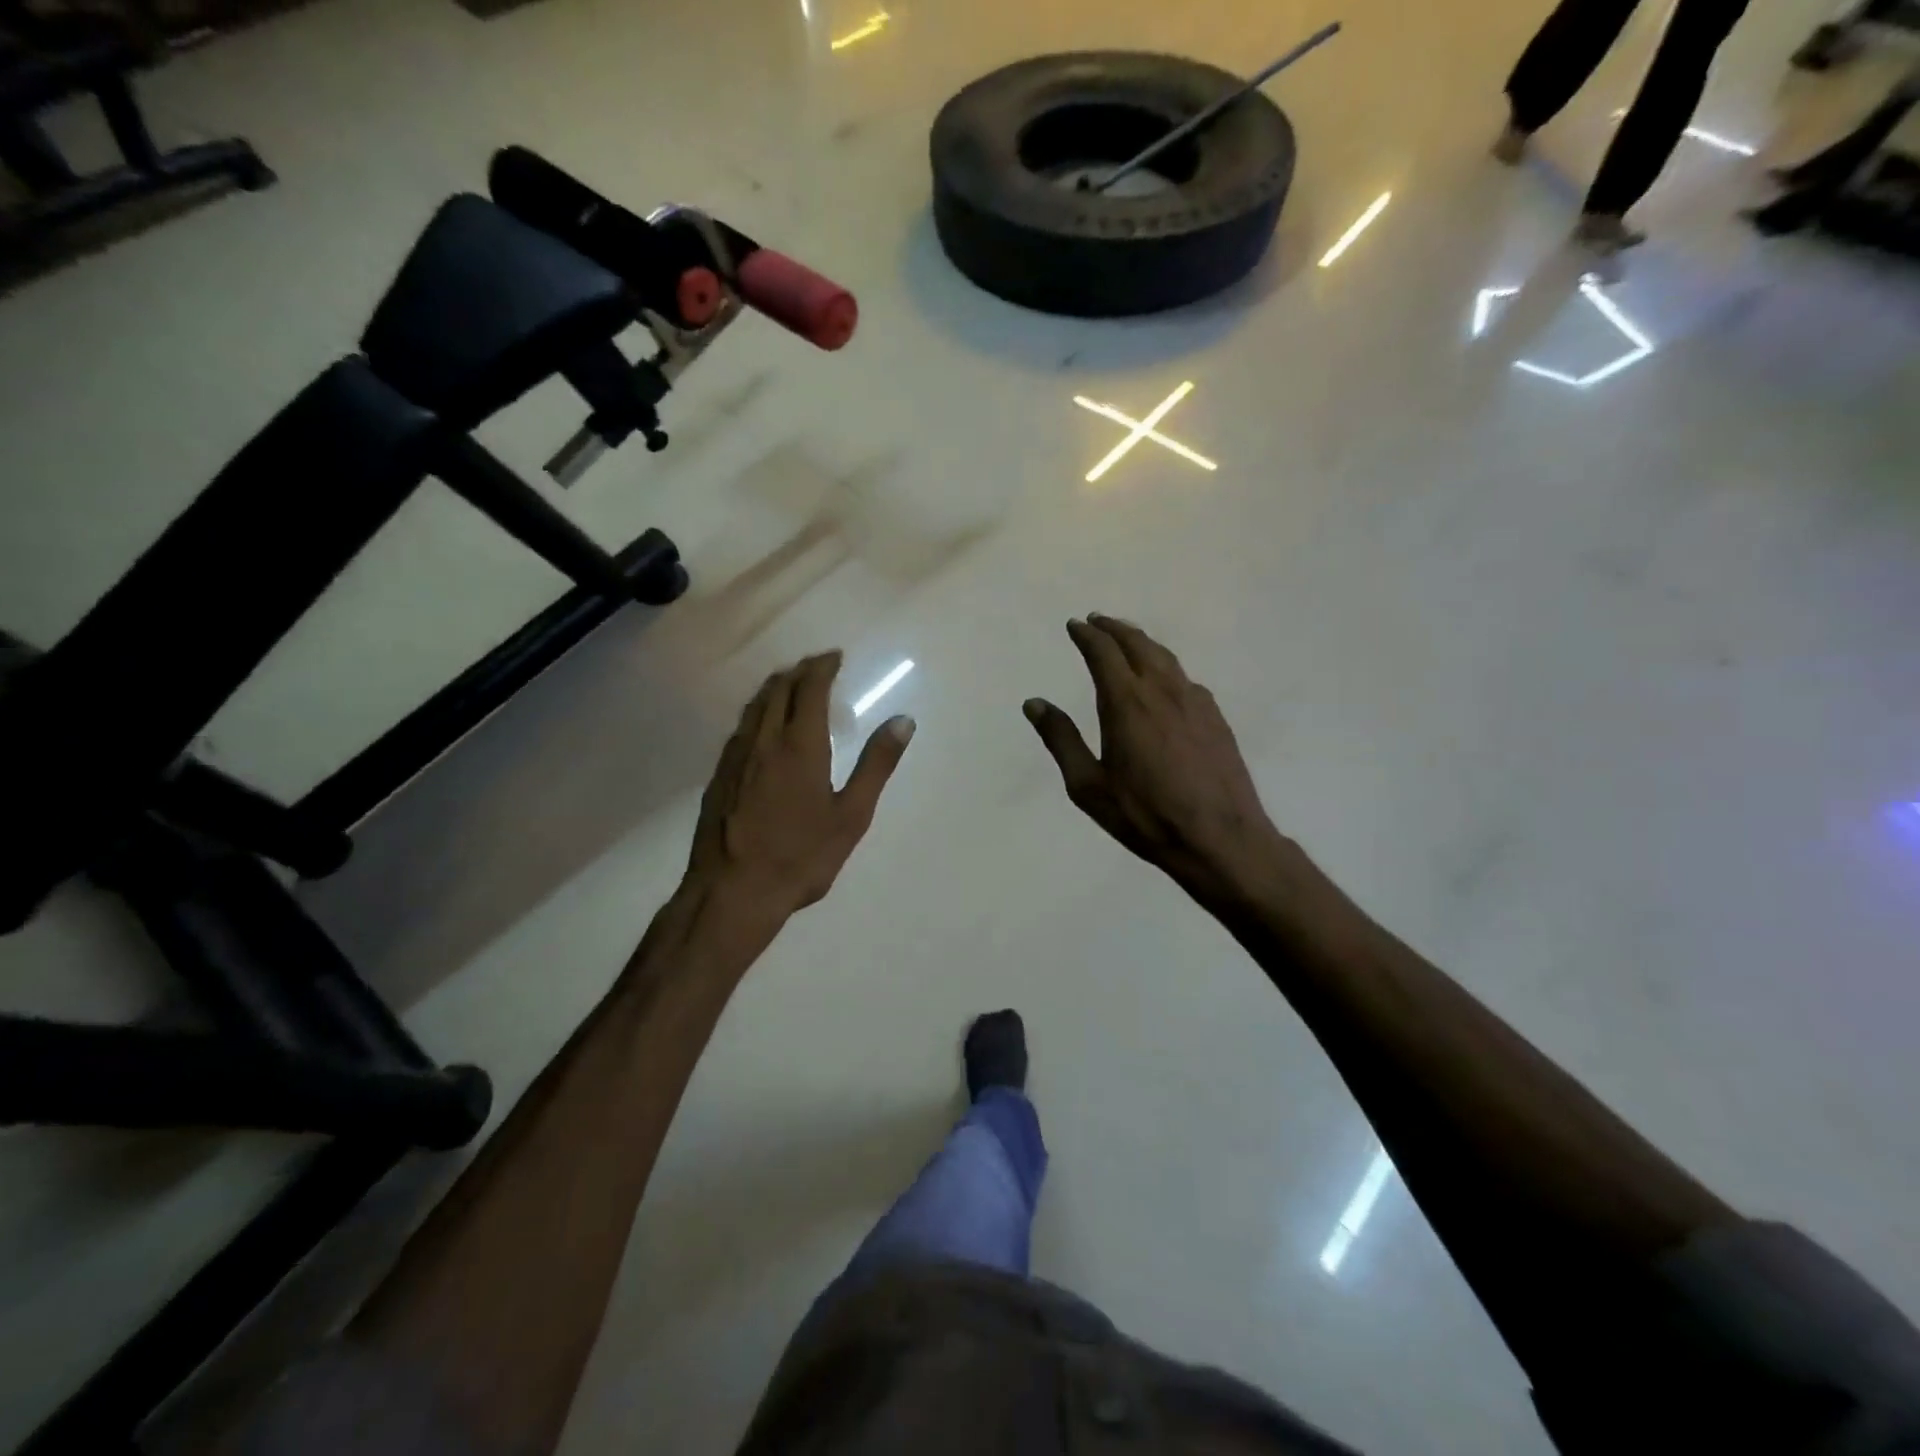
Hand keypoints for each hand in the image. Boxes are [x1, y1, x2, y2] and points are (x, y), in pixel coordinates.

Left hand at [688, 651, 913, 917]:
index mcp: (799, 745)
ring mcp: (735, 758)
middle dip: (799, 671)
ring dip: (775, 688)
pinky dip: (758, 713)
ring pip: (754, 706)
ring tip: (791, 686)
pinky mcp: (719, 776)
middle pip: (777, 689)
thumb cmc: (801, 856)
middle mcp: (763, 741)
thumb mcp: (852, 815)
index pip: (809, 689)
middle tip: (817, 667)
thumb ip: (877, 765)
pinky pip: (741, 728)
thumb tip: (903, 721)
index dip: (822, 667)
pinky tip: (762, 728)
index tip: (835, 657)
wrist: (733, 892)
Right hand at [1024, 616, 1286, 905]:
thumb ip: (1061, 739)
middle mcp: (1162, 690)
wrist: (1219, 838)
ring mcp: (1195, 701)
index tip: (1075, 625)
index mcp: (1126, 702)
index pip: (1103, 652)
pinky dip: (1166, 667)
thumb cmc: (1145, 815)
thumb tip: (1034, 703)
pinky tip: (1165, 682)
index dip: (1087, 635)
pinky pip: (1185, 679)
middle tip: (1097, 621)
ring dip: (1142, 642)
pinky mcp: (1216, 718)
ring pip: (1165, 657)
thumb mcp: (1088, 785)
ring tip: (1128, 640)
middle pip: (1137, 644)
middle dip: (1114, 628)